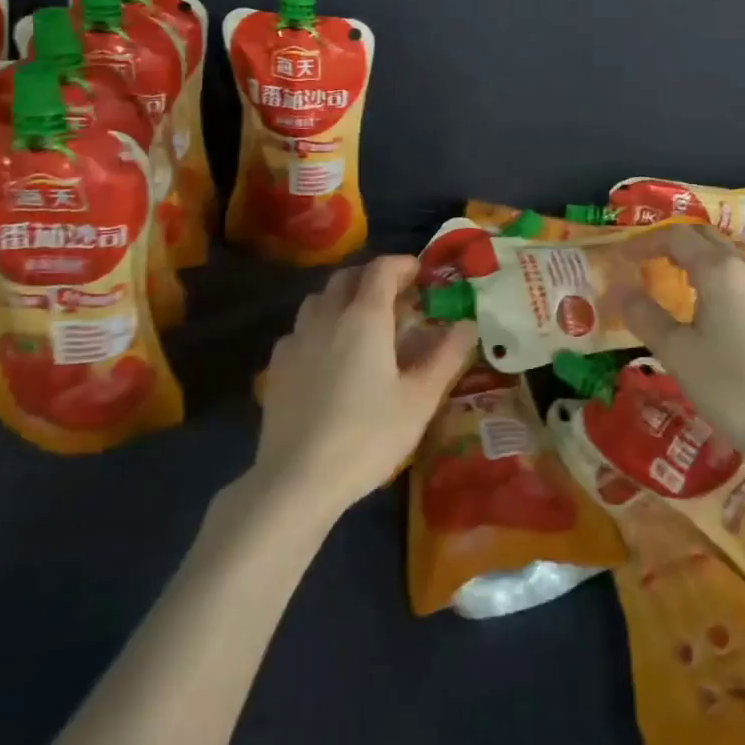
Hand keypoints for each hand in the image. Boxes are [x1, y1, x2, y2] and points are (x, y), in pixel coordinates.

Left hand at [253, 255, 476, 521]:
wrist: (297, 479)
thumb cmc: (367, 436)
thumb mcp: (419, 399)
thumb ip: (446, 356)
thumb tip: (468, 324)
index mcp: (365, 317)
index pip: (382, 269)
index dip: (402, 264)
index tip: (420, 274)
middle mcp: (327, 316)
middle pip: (347, 277)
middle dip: (372, 277)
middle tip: (395, 297)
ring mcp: (296, 340)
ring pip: (318, 299)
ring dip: (342, 298)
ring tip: (360, 322)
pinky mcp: (276, 366)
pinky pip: (300, 330)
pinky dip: (319, 327)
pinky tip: (326, 355)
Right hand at [610, 224, 744, 465]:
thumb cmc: (733, 387)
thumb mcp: (677, 353)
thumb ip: (645, 315)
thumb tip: (619, 288)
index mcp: (720, 270)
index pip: (676, 236)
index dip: (645, 241)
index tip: (620, 256)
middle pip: (705, 236)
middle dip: (672, 241)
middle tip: (644, 260)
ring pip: (728, 251)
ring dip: (698, 253)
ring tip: (673, 273)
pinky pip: (742, 271)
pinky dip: (718, 270)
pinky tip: (708, 300)